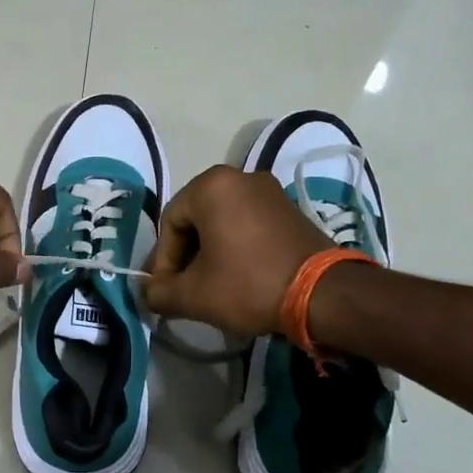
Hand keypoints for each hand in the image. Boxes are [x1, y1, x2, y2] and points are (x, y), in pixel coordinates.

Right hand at [143, 166, 331, 335]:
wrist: (324, 295)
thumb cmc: (249, 285)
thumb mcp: (194, 295)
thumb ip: (159, 292)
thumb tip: (148, 293)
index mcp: (211, 186)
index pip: (170, 223)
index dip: (162, 261)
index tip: (166, 290)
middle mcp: (239, 177)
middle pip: (195, 219)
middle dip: (186, 256)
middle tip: (185, 288)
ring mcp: (269, 190)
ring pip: (222, 222)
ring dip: (210, 253)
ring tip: (211, 286)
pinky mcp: (289, 208)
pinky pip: (248, 224)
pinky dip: (236, 247)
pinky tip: (238, 276)